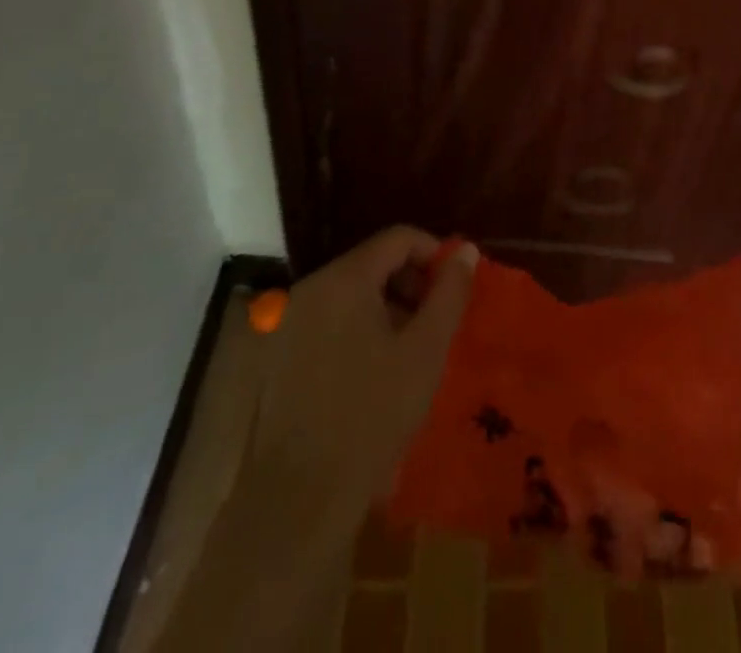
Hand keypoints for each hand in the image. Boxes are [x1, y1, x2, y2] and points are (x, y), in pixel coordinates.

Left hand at [252, 227, 477, 517]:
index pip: (398, 238)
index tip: (455, 288)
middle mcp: (309, 289)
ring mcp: (286, 323)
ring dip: (386, 310)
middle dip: (410, 285)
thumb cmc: (372, 417)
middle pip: (372, 263)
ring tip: (408, 352)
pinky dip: (356, 331)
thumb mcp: (426, 350)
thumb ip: (450, 292)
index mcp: (343, 279)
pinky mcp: (275, 357)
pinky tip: (372, 374)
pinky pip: (327, 322)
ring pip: (350, 295)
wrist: (298, 502)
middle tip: (435, 324)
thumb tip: (465, 251)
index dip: (434, 254)